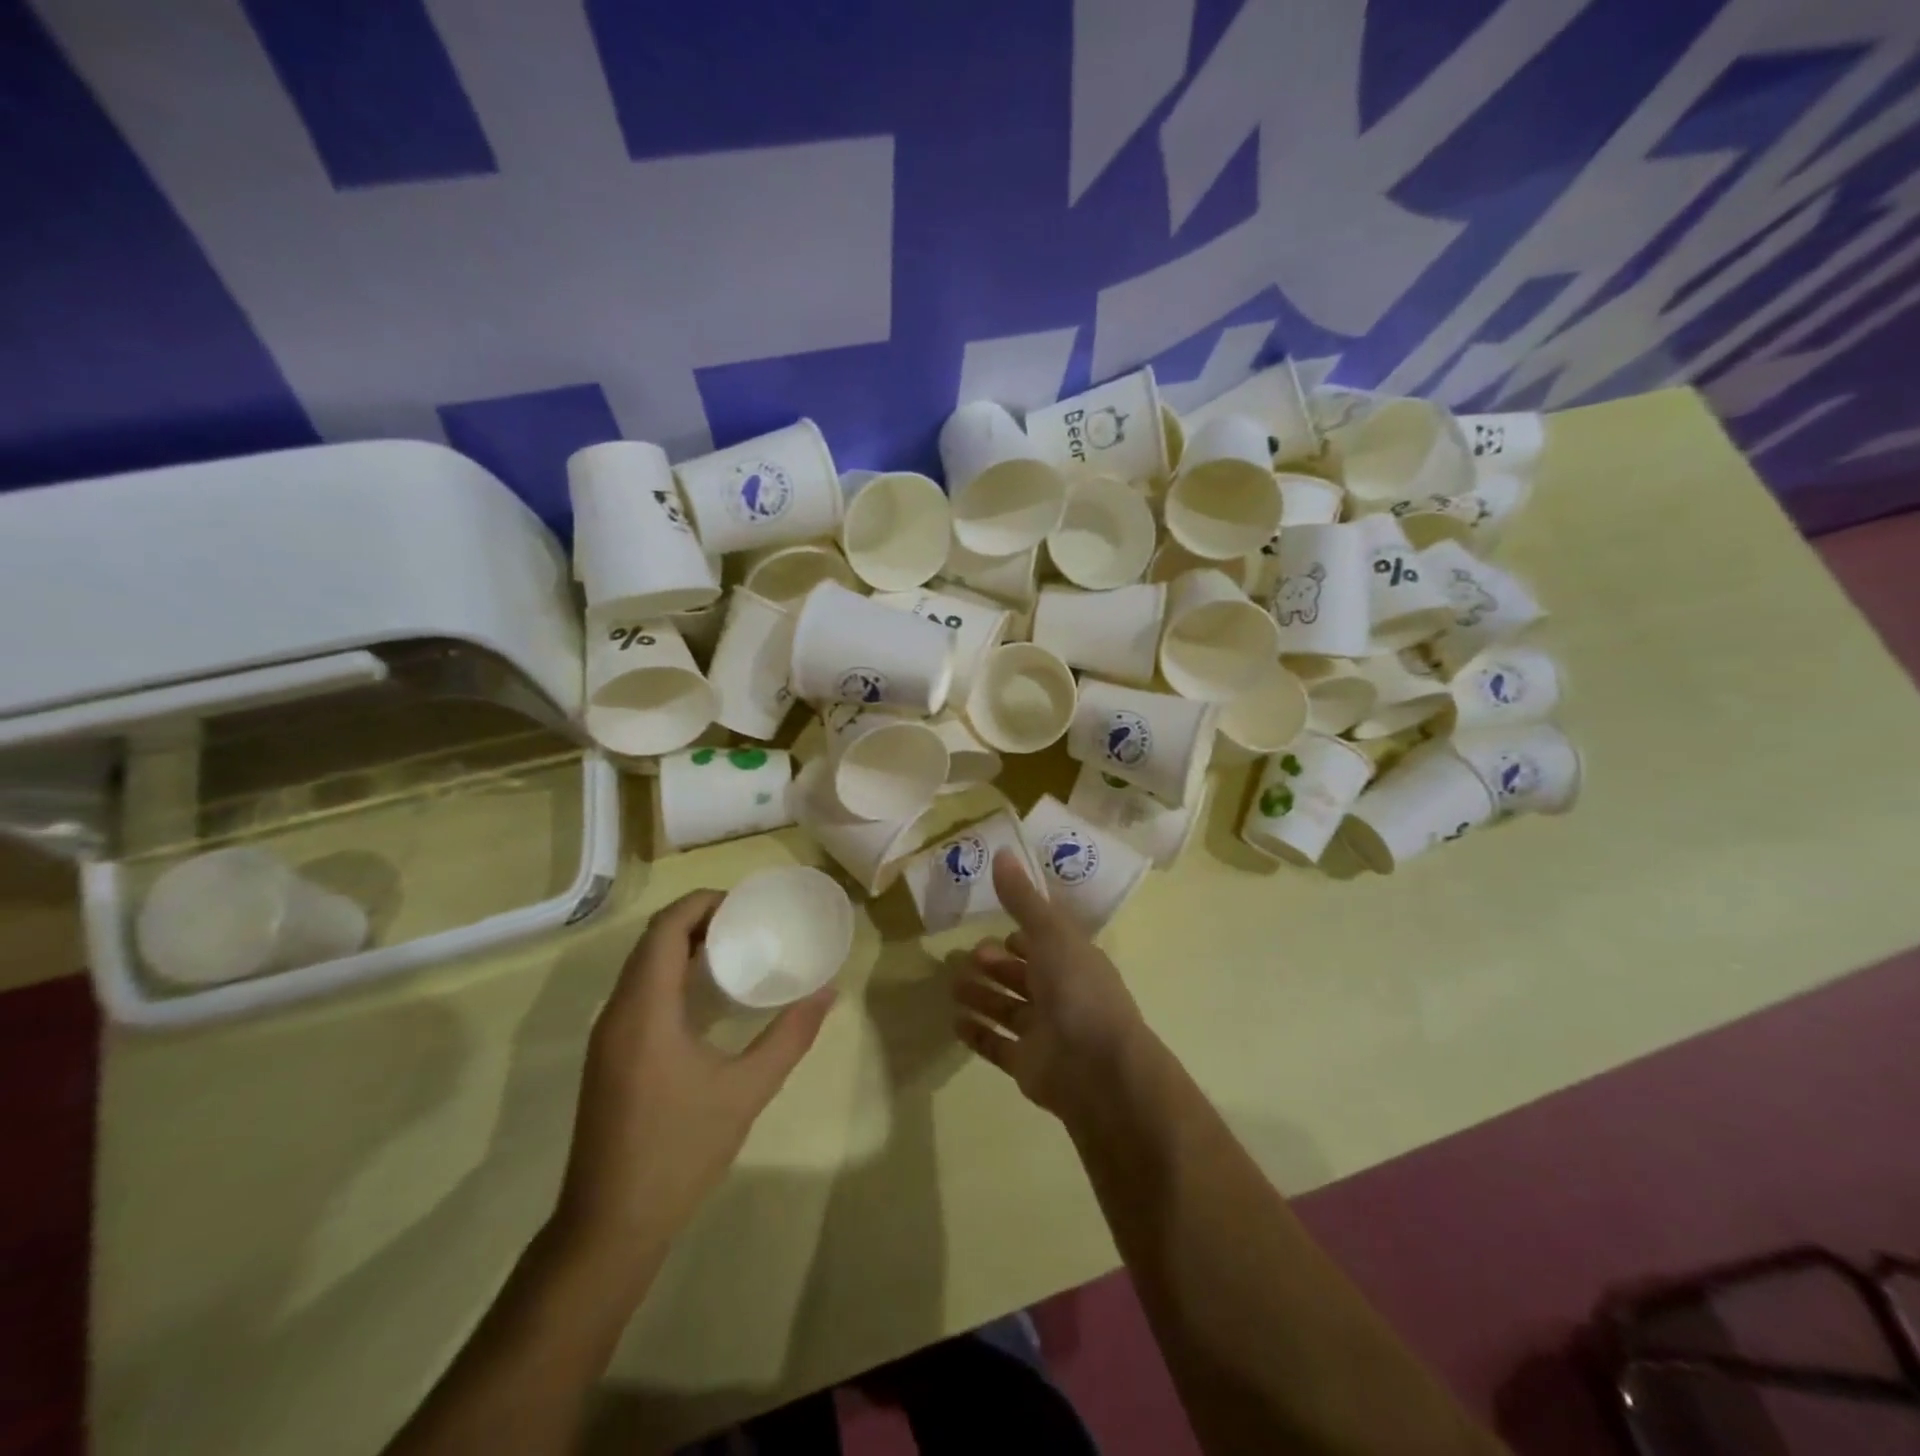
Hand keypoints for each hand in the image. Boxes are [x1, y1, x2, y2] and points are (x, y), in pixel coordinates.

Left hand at [555, 890, 834, 1265]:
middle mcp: (617, 1013)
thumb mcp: (746, 1091)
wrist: (609, 1227)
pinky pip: (638, 993)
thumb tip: (828, 993)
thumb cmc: (679, 1151)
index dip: (702, 903)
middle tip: (748, 923)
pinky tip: (706, 999)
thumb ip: (789, 1037)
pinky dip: (670, 975)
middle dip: (697, 920)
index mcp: (644, 1010)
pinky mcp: (608, 1057)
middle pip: (651, 941)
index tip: (745, 903)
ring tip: (733, 951)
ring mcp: (607, 1037)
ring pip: (641, 968)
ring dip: (682, 947)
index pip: (665, 929)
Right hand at [953, 849, 1154, 1121]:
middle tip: (967, 957)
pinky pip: (998, 1045)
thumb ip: (1023, 899)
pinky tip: (954, 1022)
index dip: (1023, 934)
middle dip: (996, 964)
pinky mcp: (1029, 1065)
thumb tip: (1002, 852)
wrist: (1100, 1070)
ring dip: (982, 995)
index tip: (994, 926)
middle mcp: (1062, 993)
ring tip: (953, 986)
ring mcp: (1046, 1031)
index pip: (1047, 941)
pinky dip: (977, 1033)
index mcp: (1074, 960)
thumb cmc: (1078, 991)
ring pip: (1008, 1008)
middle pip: (1024, 974)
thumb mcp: (1051, 934)